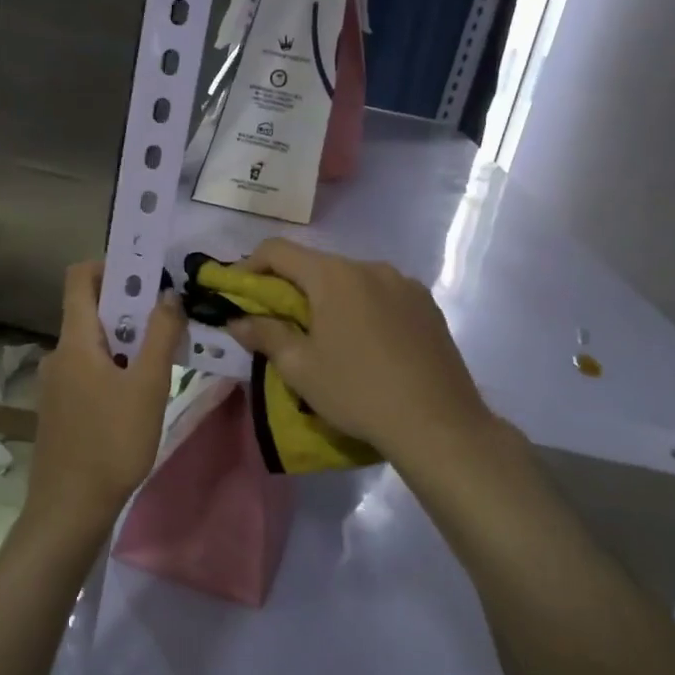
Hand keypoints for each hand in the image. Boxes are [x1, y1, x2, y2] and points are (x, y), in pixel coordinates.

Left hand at [27, 262, 185, 542]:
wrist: (70, 507)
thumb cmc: (112, 442)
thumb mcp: (149, 386)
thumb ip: (160, 336)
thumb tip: (168, 294)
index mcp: (75, 340)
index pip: (79, 278)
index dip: (111, 266)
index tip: (147, 274)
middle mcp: (58, 353)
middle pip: (91, 311)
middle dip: (130, 308)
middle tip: (168, 320)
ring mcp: (55, 382)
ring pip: (93, 344)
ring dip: (126, 342)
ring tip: (162, 360)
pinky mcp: (59, 407)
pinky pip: (88, 370)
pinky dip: (114, 368)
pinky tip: (138, 394)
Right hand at [223, 239, 493, 467]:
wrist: (437, 423)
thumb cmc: (357, 392)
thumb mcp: (300, 368)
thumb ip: (265, 335)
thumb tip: (237, 320)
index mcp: (333, 276)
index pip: (278, 250)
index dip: (249, 266)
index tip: (238, 293)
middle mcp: (369, 267)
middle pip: (317, 265)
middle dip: (291, 288)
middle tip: (280, 323)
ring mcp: (404, 283)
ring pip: (352, 281)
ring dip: (330, 299)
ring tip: (329, 339)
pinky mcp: (427, 304)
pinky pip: (383, 295)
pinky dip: (364, 309)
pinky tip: (368, 345)